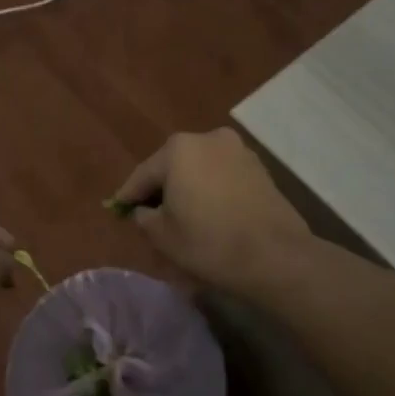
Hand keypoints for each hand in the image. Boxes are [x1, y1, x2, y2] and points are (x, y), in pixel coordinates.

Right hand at [112, 128, 311, 292]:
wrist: (276, 256)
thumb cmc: (209, 242)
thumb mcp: (162, 235)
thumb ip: (144, 217)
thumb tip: (144, 211)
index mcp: (178, 149)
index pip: (143, 174)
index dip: (128, 195)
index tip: (117, 210)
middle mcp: (207, 139)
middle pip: (172, 166)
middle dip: (160, 188)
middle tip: (148, 213)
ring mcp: (237, 150)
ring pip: (199, 169)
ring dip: (187, 187)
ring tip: (181, 214)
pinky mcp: (259, 168)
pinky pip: (222, 176)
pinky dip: (211, 189)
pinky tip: (208, 212)